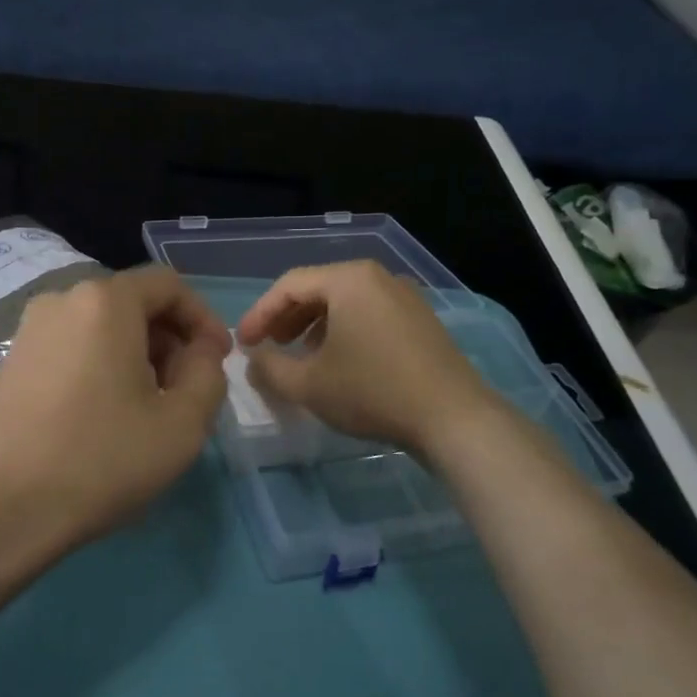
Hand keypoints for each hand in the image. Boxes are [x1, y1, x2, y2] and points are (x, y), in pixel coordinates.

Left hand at [0, 266, 230, 555]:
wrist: (1, 508)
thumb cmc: (101, 460)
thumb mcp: (182, 423)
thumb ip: (209, 373)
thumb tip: (200, 351)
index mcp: (105, 301)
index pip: (168, 285)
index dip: (203, 318)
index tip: (218, 360)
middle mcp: (61, 300)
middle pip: (132, 304)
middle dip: (169, 340)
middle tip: (185, 391)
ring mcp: (28, 330)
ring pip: (100, 328)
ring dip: (135, 356)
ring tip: (146, 409)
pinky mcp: (10, 362)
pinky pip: (70, 348)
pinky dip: (99, 367)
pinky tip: (103, 416)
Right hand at [237, 260, 494, 454]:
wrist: (453, 418)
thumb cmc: (372, 391)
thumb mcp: (308, 384)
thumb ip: (269, 368)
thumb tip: (253, 359)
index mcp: (349, 279)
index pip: (289, 286)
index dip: (259, 314)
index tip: (242, 344)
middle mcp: (378, 277)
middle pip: (318, 288)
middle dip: (286, 318)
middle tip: (268, 346)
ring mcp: (405, 296)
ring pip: (344, 302)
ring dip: (313, 325)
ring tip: (300, 355)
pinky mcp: (421, 320)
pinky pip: (369, 314)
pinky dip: (343, 330)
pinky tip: (339, 361)